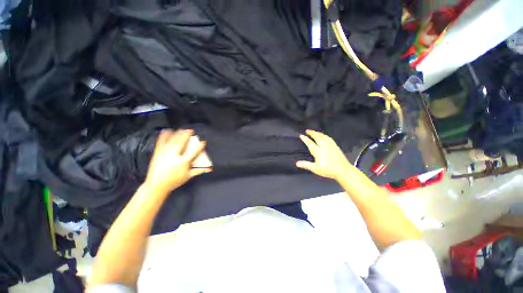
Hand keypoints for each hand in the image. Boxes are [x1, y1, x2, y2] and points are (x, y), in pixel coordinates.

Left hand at [144, 129, 210, 193]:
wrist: (156, 185)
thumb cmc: (174, 181)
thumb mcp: (188, 176)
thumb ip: (199, 170)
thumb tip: (209, 168)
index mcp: (183, 162)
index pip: (193, 152)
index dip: (199, 146)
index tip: (203, 141)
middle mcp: (174, 156)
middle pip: (181, 143)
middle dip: (186, 135)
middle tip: (190, 131)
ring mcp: (164, 154)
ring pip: (172, 141)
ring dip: (177, 134)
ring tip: (181, 130)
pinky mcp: (157, 153)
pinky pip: (161, 142)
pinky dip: (164, 136)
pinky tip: (167, 131)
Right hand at [296, 130, 353, 179]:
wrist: (343, 170)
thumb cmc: (329, 170)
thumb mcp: (316, 169)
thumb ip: (306, 165)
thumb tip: (297, 163)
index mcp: (318, 151)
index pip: (310, 143)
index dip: (305, 139)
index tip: (301, 135)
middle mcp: (324, 146)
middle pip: (317, 137)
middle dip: (311, 133)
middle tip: (307, 130)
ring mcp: (330, 145)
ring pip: (323, 136)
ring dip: (317, 133)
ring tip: (314, 132)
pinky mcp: (335, 146)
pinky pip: (328, 138)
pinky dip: (324, 135)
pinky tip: (324, 136)